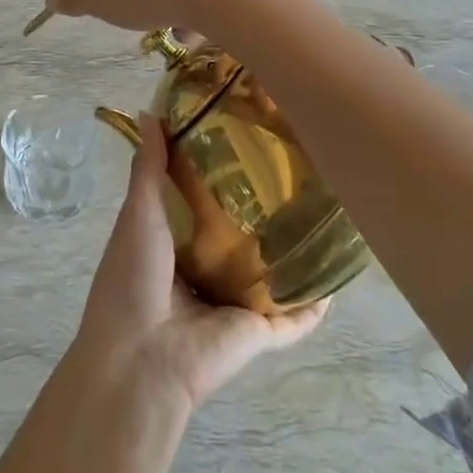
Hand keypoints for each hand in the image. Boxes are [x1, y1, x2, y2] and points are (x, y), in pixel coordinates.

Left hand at [71, 113, 327, 409]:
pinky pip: (297, 317)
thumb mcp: (138, 213)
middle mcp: (206, 272)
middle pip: (242, 237)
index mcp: (174, 245)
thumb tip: (150, 113)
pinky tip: (339, 275)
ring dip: (294, 253)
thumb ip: (148, 168)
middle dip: (264, 210)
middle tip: (297, 170)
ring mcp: (235, 304)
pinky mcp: (260, 332)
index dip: (222, 173)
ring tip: (326, 212)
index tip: (247, 138)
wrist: (142, 359)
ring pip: (272, 274)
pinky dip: (316, 303)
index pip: (204, 204)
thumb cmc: (133, 278)